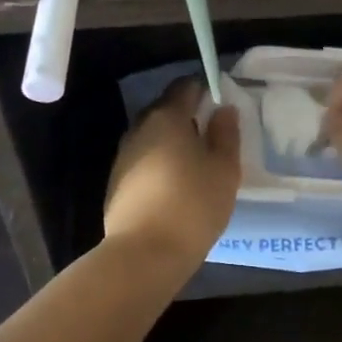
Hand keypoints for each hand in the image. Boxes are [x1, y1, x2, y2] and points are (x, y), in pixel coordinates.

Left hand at [104, 77, 240, 267]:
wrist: (144, 254)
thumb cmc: (192, 204)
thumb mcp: (224, 169)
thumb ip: (226, 134)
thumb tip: (223, 109)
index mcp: (167, 116)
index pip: (185, 86)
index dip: (203, 89)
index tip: (219, 104)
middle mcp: (140, 127)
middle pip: (165, 109)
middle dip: (187, 115)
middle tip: (211, 135)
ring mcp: (123, 154)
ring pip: (152, 135)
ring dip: (171, 141)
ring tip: (194, 162)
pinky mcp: (116, 181)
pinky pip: (143, 159)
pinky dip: (158, 162)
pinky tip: (173, 184)